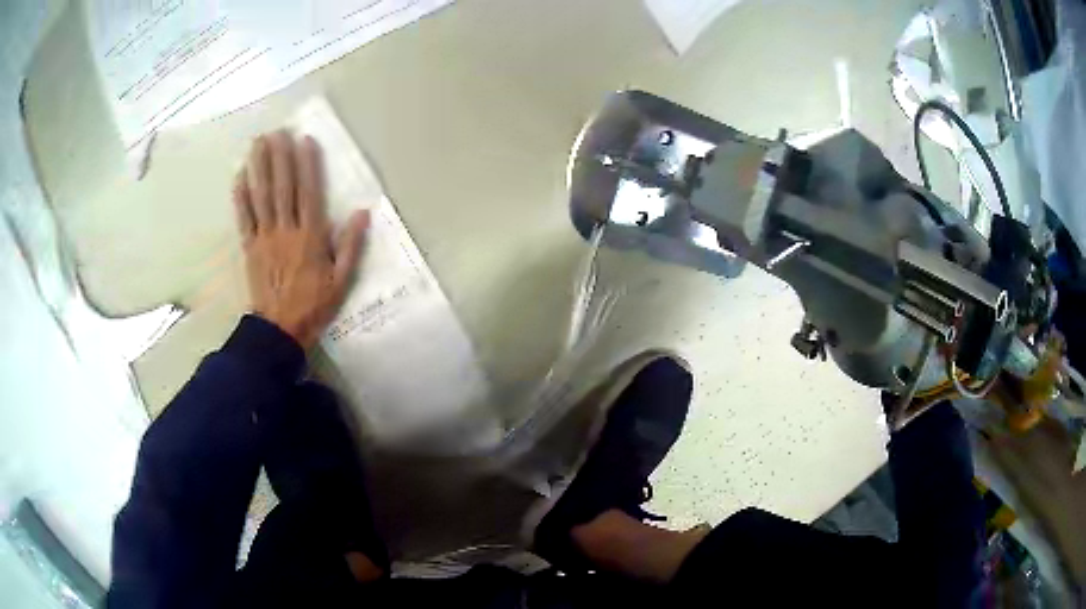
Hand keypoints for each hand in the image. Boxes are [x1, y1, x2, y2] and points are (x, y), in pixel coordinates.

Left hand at [233, 131, 368, 349]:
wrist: (279, 330)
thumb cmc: (314, 306)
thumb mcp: (341, 281)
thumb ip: (351, 246)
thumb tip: (363, 213)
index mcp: (311, 237)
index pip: (309, 193)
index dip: (307, 165)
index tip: (304, 141)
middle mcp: (286, 230)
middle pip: (282, 188)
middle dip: (280, 157)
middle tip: (278, 131)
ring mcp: (264, 237)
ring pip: (262, 196)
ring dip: (259, 168)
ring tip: (258, 143)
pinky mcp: (249, 247)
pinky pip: (244, 218)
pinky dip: (241, 196)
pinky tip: (240, 176)